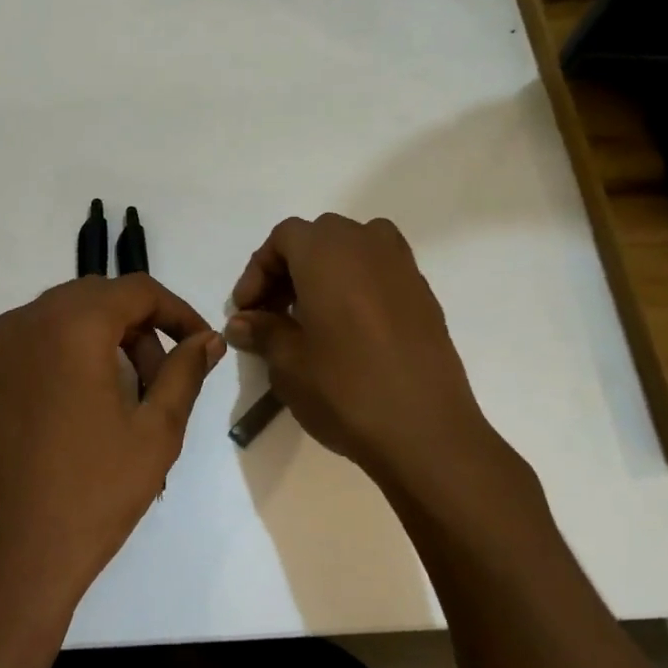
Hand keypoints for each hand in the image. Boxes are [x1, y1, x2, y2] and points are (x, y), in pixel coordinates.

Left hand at [0, 275, 224, 618]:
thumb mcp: (156, 432)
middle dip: (136, 329)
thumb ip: (185, 372)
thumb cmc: (92, 494)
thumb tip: (207, 340)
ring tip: (116, 402)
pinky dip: (56, 365)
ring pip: (55, 324)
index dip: (176, 311)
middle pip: (93, 300)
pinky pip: (23, 354)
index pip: (136, 289)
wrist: (6, 564)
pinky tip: (68, 418)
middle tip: (158, 380)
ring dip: (95, 345)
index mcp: (70, 325)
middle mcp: (21, 324)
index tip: (198, 344)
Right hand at [225, 214, 497, 498]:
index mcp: (328, 253)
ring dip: (327, 270)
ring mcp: (402, 267)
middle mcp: (367, 245)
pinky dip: (358, 284)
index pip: (284, 237)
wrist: (426, 431)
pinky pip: (381, 270)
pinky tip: (350, 328)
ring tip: (313, 314)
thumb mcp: (289, 364)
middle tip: (274, 311)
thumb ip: (263, 331)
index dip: (258, 269)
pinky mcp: (424, 294)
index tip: (247, 310)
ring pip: (354, 247)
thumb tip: (241, 323)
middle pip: (319, 237)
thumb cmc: (346, 390)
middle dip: (290, 267)